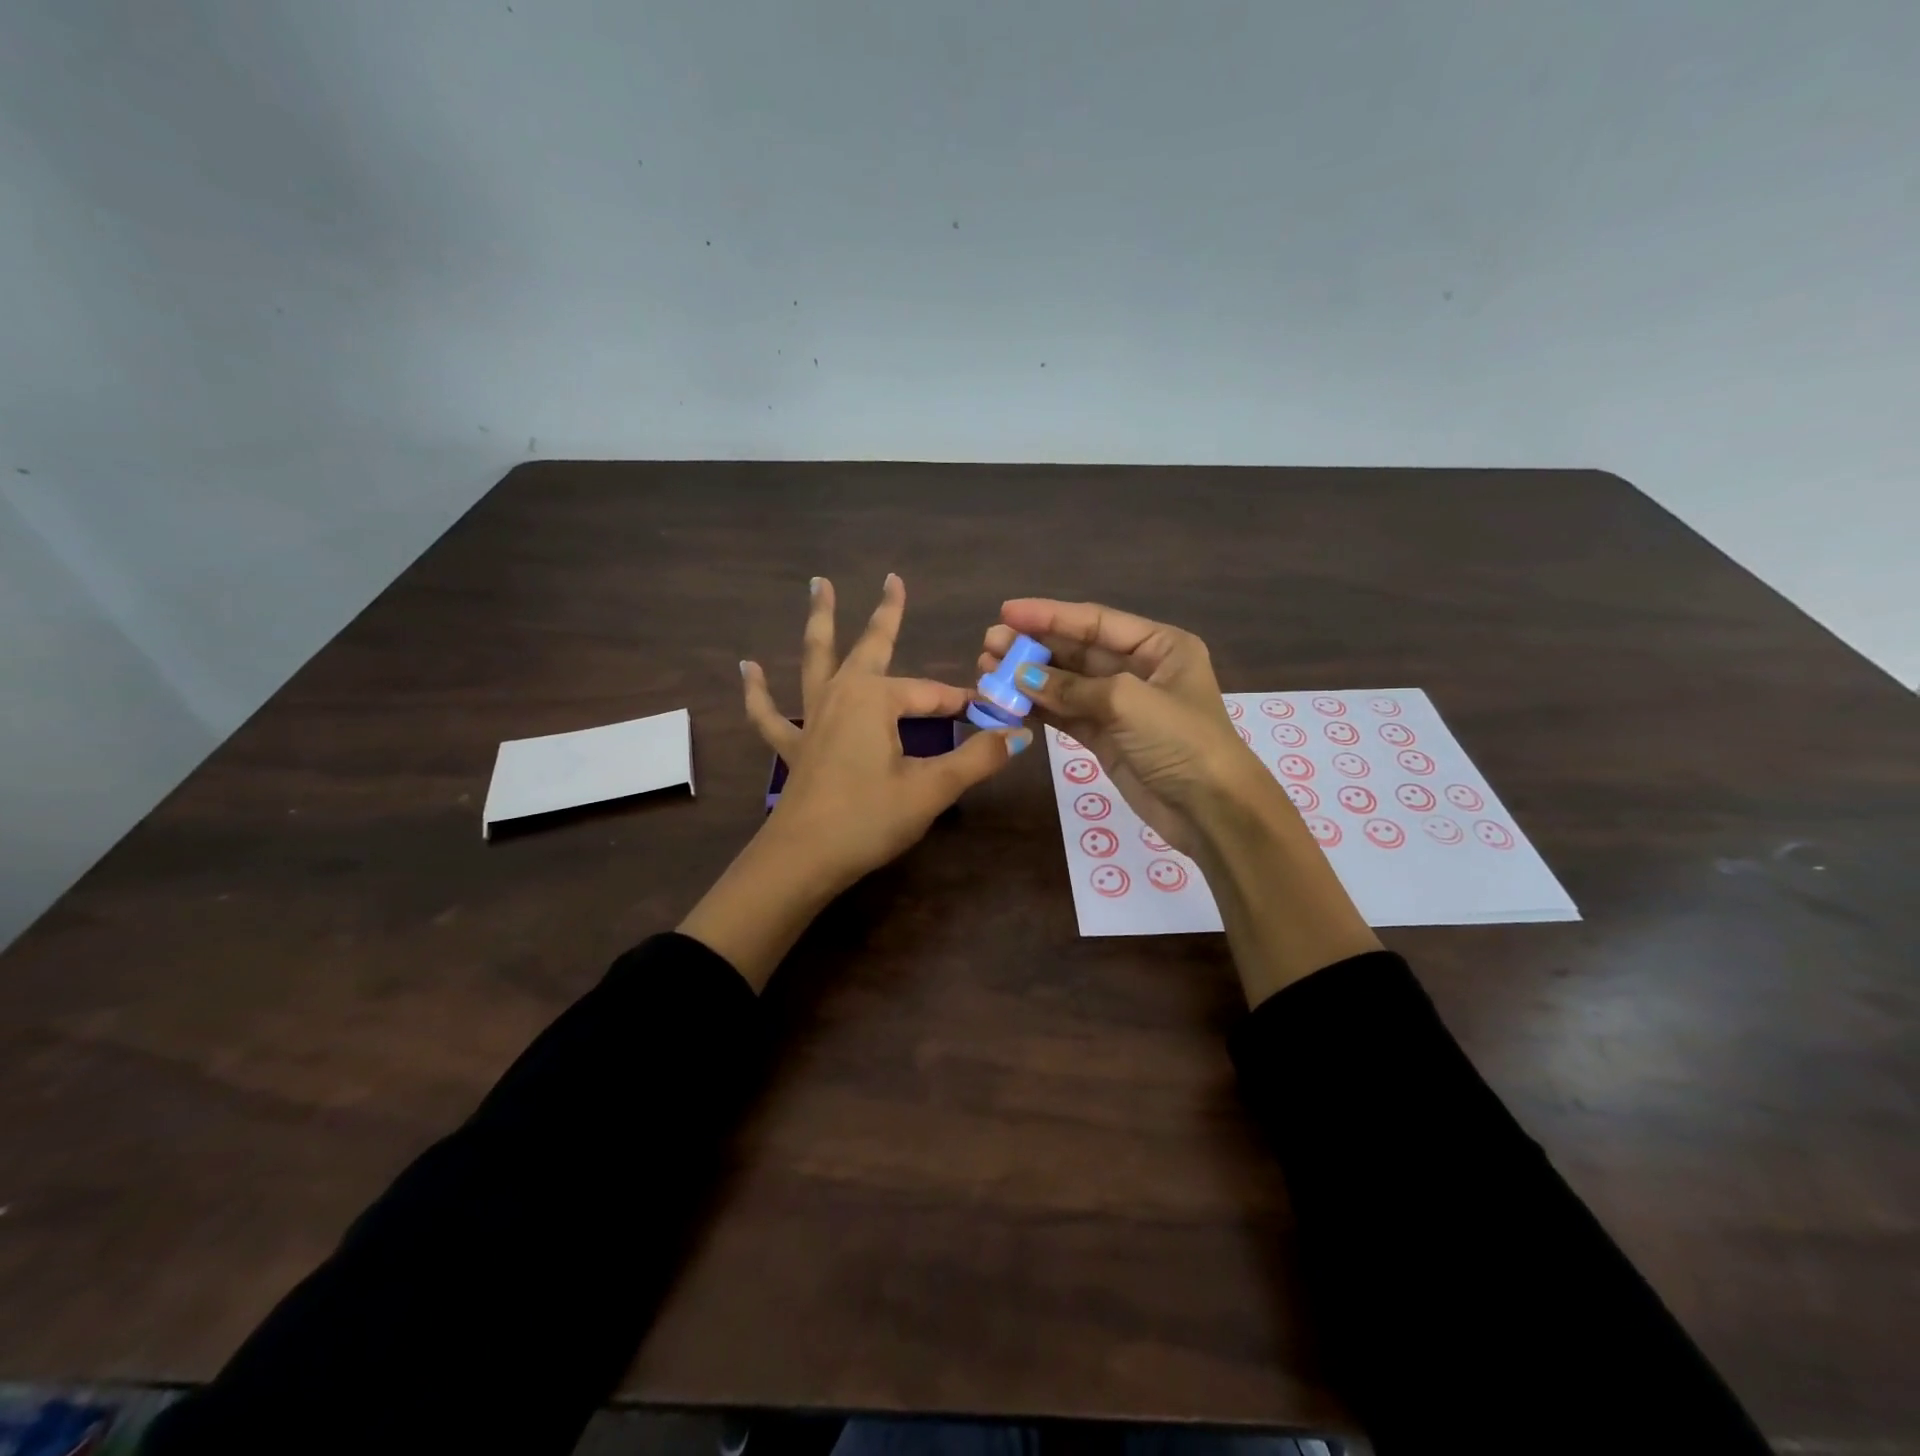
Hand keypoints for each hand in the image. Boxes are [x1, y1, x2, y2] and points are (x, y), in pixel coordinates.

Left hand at [749, 574, 1027, 882]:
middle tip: (893, 580)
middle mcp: (842, 695)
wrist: (804, 859)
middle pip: (869, 646)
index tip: (991, 715)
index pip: (932, 695)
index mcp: (876, 700)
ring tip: (818, 585)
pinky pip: (770, 713)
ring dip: (820, 622)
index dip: (962, 704)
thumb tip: (1018, 736)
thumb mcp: (931, 789)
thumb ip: (976, 759)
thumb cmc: (870, 819)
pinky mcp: (793, 746)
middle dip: (886, 615)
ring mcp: (812, 718)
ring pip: (816, 660)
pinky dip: (758, 691)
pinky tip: (747, 668)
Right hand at [983, 598, 1377, 1006]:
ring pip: (1067, 685)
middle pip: (1077, 651)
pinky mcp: (1107, 738)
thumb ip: (1071, 687)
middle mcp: (1140, 670)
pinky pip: (1067, 715)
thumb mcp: (1127, 702)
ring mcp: (1121, 706)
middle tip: (989, 646)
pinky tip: (1009, 702)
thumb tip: (1021, 676)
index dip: (1049, 615)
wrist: (1211, 811)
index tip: (1006, 612)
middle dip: (1034, 648)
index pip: (1095, 622)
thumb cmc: (1180, 742)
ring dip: (1030, 679)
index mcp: (1159, 646)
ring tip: (988, 672)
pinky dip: (1039, 709)